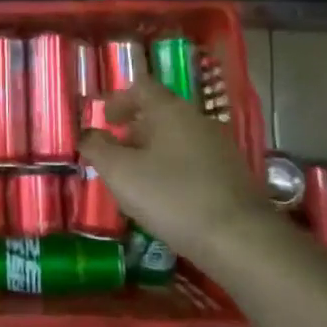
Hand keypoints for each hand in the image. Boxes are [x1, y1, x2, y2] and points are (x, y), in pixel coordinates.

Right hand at [79, 77, 261, 253]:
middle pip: (159, 113)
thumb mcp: (120, 172)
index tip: (103, 119)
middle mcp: (196, 119)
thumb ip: (97, 148)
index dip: (118, 99)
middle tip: (113, 154)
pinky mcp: (231, 174)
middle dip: (133, 130)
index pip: (140, 87)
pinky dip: (173, 170)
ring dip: (152, 152)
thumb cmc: (171, 196)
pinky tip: (165, 198)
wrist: (239, 238)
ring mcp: (218, 146)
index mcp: (169, 109)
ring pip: (176, 139)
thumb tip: (88, 134)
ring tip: (135, 180)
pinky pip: (192, 161)